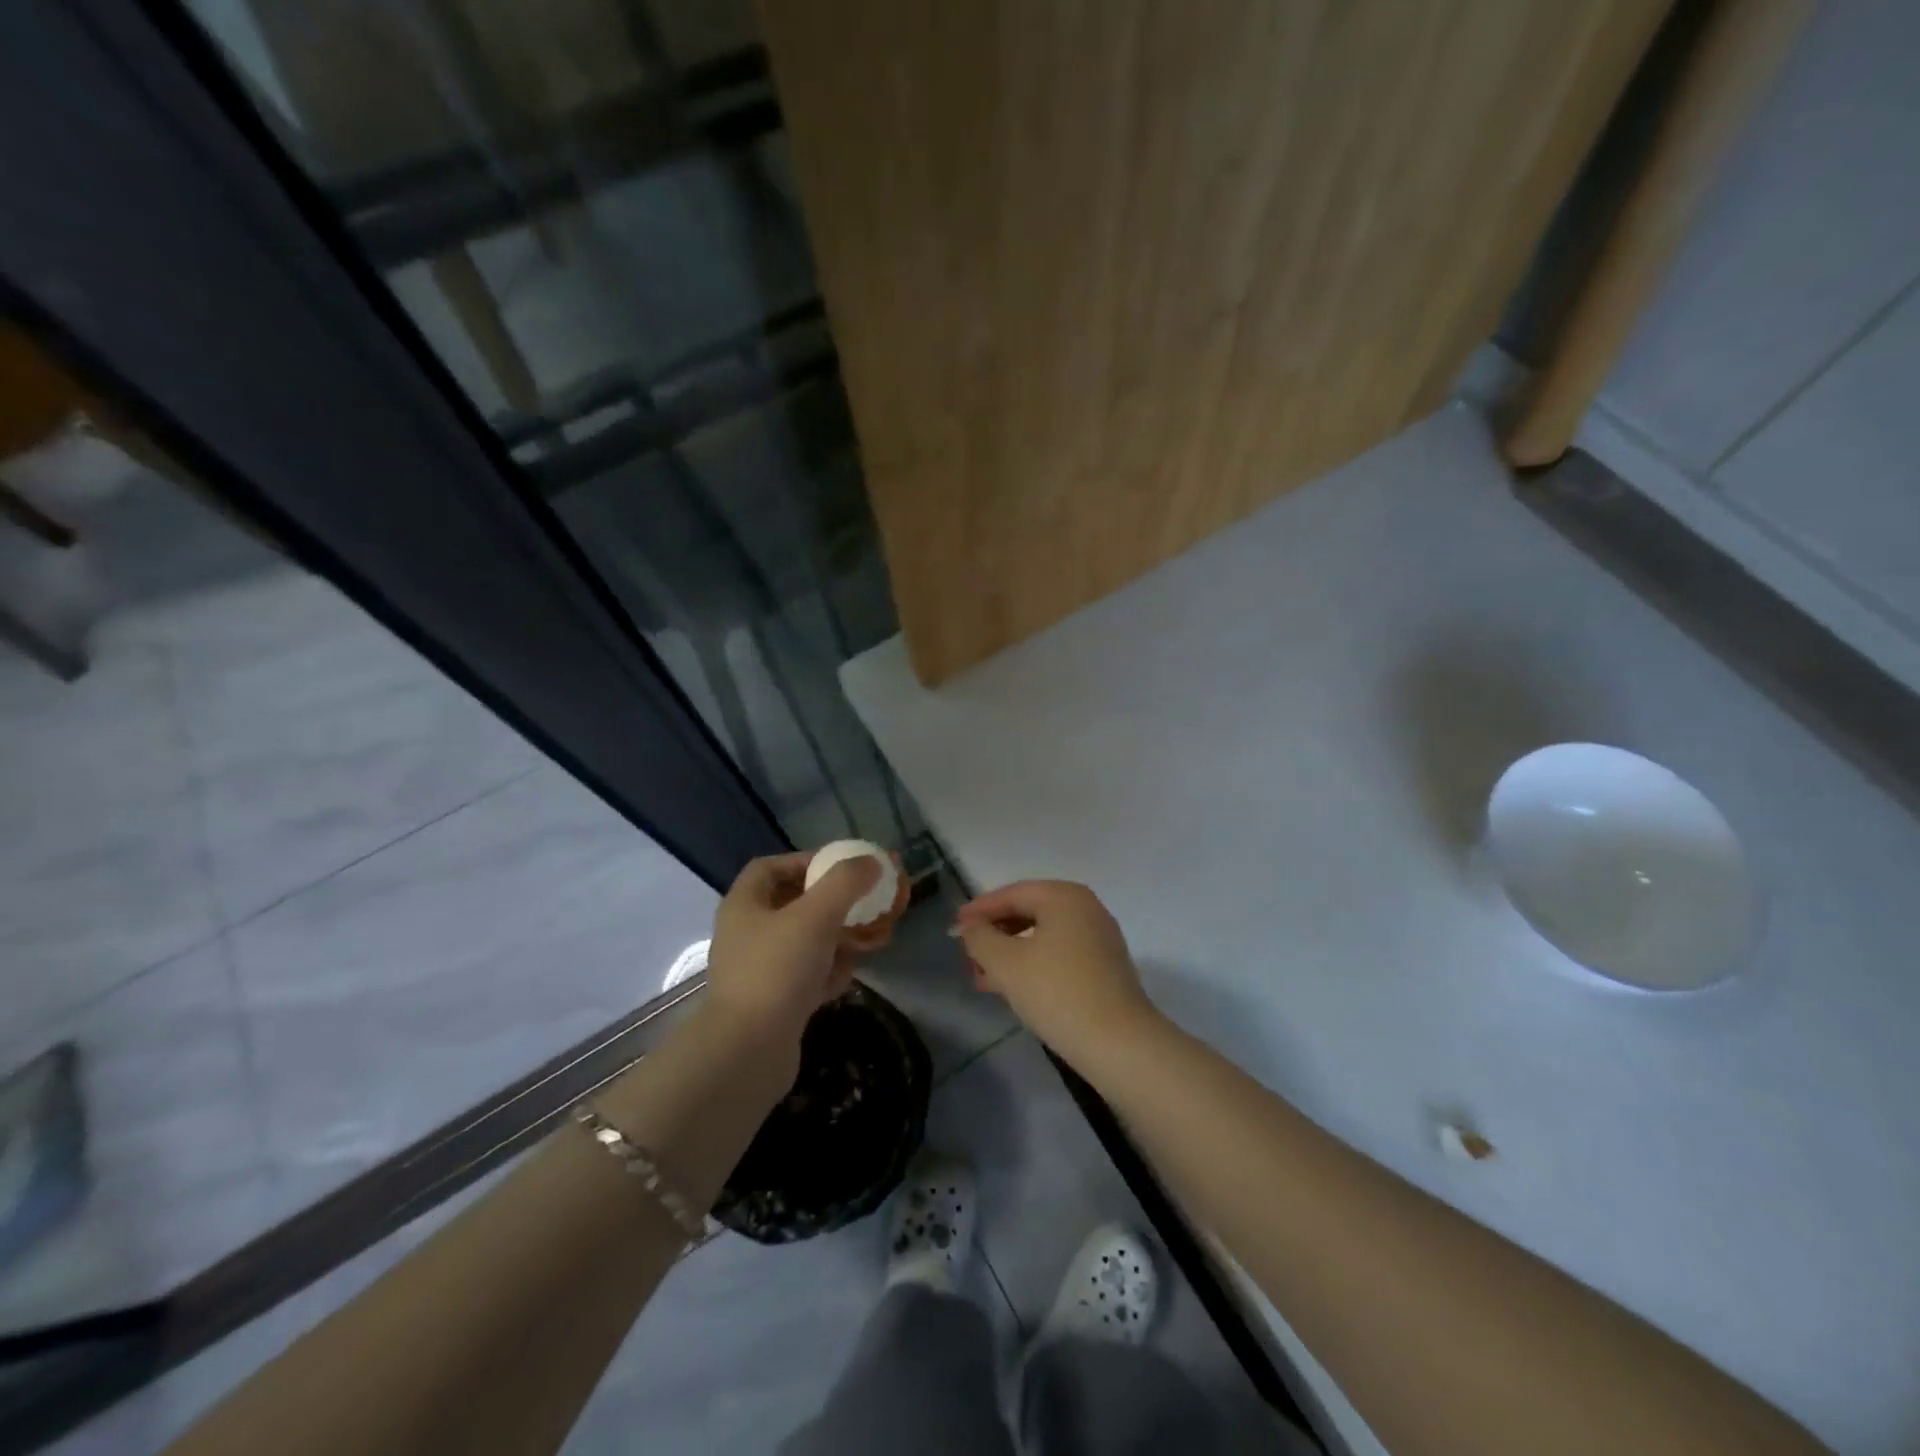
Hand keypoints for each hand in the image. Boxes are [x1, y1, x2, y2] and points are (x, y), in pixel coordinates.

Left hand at [706, 851, 882, 1046]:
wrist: (748, 1052)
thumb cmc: (777, 970)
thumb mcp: (815, 915)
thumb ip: (846, 882)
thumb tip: (871, 861)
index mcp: (745, 904)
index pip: (771, 867)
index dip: (806, 861)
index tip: (842, 867)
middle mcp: (748, 933)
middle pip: (795, 904)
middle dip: (836, 902)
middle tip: (869, 903)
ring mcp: (760, 969)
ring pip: (807, 941)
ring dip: (841, 937)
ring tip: (874, 938)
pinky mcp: (775, 1002)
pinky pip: (808, 974)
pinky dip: (830, 971)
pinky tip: (850, 976)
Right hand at [954, 880, 1161, 1068]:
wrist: (1119, 1043)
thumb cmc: (1057, 992)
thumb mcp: (1006, 963)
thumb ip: (980, 938)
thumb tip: (970, 927)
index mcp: (1064, 896)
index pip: (1012, 894)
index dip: (979, 910)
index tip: (953, 927)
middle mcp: (1085, 908)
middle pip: (1028, 912)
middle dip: (994, 934)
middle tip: (966, 955)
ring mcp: (1099, 937)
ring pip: (1042, 936)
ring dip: (1010, 953)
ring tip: (981, 978)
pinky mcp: (1104, 966)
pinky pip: (1059, 953)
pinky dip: (1032, 964)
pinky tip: (1012, 988)